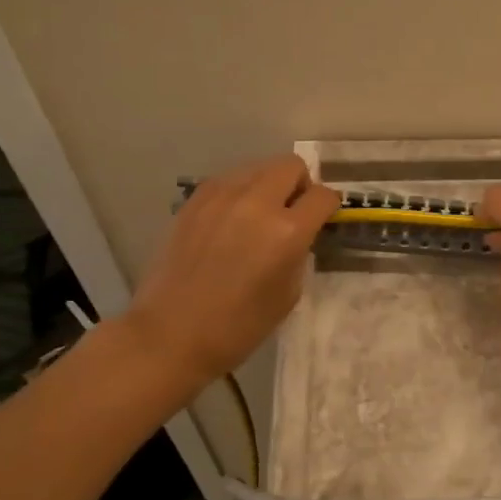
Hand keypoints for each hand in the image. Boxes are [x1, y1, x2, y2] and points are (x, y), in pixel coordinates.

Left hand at [124, 155, 339, 381]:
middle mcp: (256, 203)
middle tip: (293, 212)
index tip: (323, 218)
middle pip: (291, 165)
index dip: (328, 206)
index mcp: (287, 231)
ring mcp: (221, 197)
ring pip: (258, 166)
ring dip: (269, 184)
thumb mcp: (288, 293)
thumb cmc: (239, 326)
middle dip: (300, 184)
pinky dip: (240, 191)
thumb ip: (299, 252)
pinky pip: (228, 180)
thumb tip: (298, 233)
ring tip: (259, 215)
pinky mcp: (194, 200)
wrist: (172, 334)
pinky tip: (232, 220)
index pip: (322, 196)